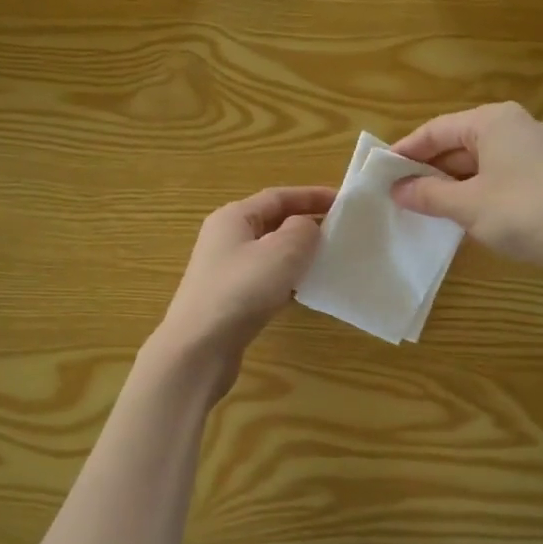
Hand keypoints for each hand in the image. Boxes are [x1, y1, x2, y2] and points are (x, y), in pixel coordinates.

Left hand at [154, 186, 335, 389]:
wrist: (199, 347)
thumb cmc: (241, 290)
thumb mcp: (281, 252)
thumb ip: (303, 230)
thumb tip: (306, 228)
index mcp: (234, 217)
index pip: (278, 196)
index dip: (312, 195)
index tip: (343, 202)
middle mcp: (225, 238)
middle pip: (272, 222)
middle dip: (306, 223)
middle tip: (341, 231)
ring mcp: (225, 270)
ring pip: (270, 253)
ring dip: (298, 254)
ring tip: (329, 259)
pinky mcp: (230, 299)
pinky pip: (265, 279)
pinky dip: (287, 279)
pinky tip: (305, 291)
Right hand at [389, 103, 542, 284]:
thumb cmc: (524, 212)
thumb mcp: (467, 204)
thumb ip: (427, 194)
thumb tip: (396, 189)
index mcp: (491, 122)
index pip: (435, 130)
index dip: (405, 152)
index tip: (379, 172)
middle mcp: (512, 128)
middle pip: (456, 144)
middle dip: (426, 170)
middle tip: (396, 194)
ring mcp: (531, 153)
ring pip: (475, 164)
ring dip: (448, 185)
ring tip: (420, 208)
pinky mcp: (542, 178)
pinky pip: (494, 178)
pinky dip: (472, 193)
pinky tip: (458, 216)